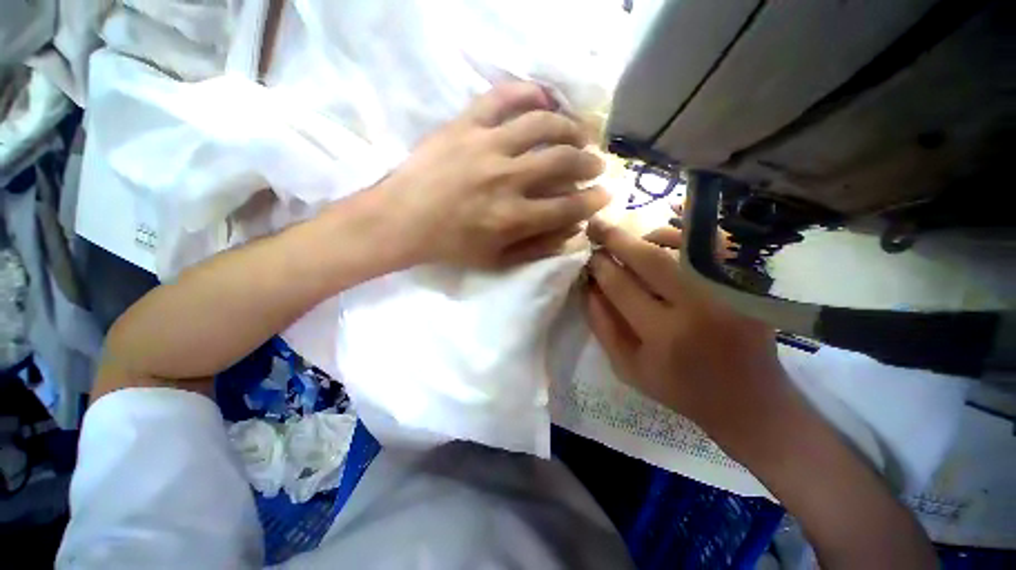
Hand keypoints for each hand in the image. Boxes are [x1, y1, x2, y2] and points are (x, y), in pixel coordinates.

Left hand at [376, 82, 609, 268]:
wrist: (402, 220)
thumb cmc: (450, 246)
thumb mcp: (496, 260)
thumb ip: (537, 248)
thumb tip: (571, 231)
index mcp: (513, 217)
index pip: (568, 206)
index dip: (592, 200)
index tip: (604, 194)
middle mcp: (506, 179)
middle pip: (562, 161)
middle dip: (588, 162)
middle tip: (595, 163)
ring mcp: (486, 146)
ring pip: (542, 124)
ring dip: (570, 126)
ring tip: (580, 132)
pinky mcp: (465, 125)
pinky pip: (502, 97)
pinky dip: (528, 92)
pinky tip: (544, 98)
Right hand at [584, 218, 795, 444]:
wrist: (748, 398)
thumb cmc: (680, 387)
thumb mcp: (628, 367)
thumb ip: (603, 326)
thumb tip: (588, 286)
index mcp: (664, 335)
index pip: (621, 286)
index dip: (600, 266)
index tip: (589, 255)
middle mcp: (699, 307)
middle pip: (650, 259)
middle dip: (616, 239)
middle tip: (596, 226)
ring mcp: (729, 290)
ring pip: (682, 244)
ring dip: (647, 235)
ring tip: (630, 241)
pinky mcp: (748, 282)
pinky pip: (714, 242)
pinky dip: (687, 230)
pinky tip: (667, 226)